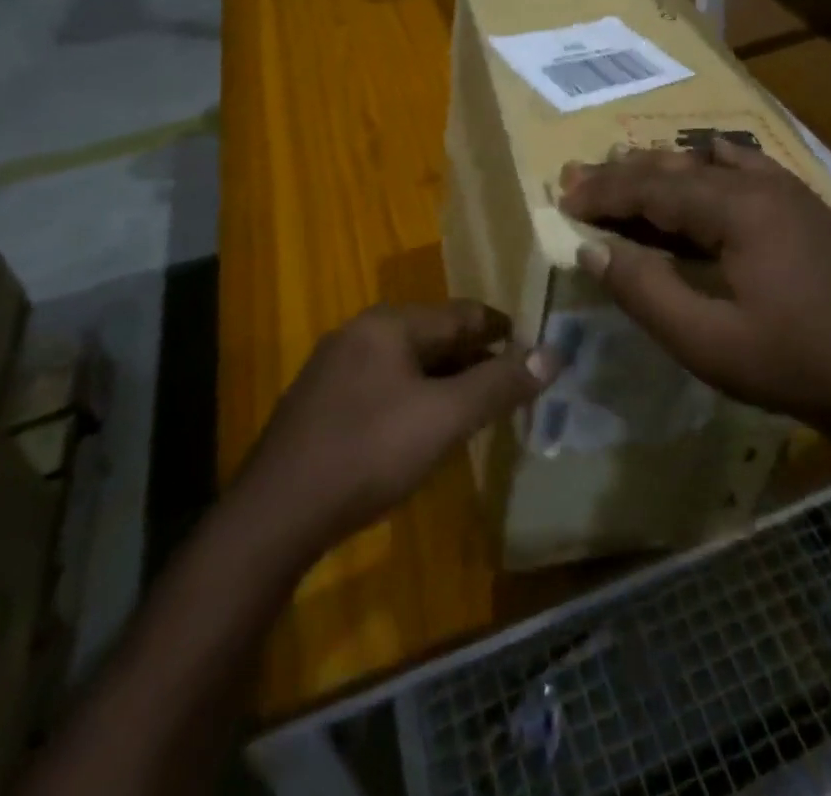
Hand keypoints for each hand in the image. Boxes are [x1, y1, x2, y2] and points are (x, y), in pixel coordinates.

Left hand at [230, 301, 556, 557]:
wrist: (275, 516)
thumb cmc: (369, 453)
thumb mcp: (445, 418)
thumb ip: (500, 384)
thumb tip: (555, 354)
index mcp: (389, 324)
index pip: (462, 313)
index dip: (503, 330)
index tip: (535, 348)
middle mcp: (361, 333)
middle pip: (435, 336)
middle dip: (476, 358)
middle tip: (513, 383)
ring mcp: (336, 367)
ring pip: (409, 363)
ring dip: (447, 380)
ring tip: (479, 406)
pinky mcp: (322, 403)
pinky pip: (385, 386)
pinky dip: (417, 397)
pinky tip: (427, 427)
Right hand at [559, 142, 830, 426]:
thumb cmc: (790, 364)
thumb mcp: (706, 342)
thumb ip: (645, 291)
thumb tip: (593, 249)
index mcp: (739, 209)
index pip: (654, 188)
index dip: (605, 193)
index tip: (565, 199)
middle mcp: (763, 184)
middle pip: (678, 168)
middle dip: (625, 174)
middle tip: (579, 180)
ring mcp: (790, 190)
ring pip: (711, 162)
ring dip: (663, 169)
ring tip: (625, 173)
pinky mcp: (805, 205)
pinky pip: (747, 167)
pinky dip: (710, 166)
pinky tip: (700, 173)